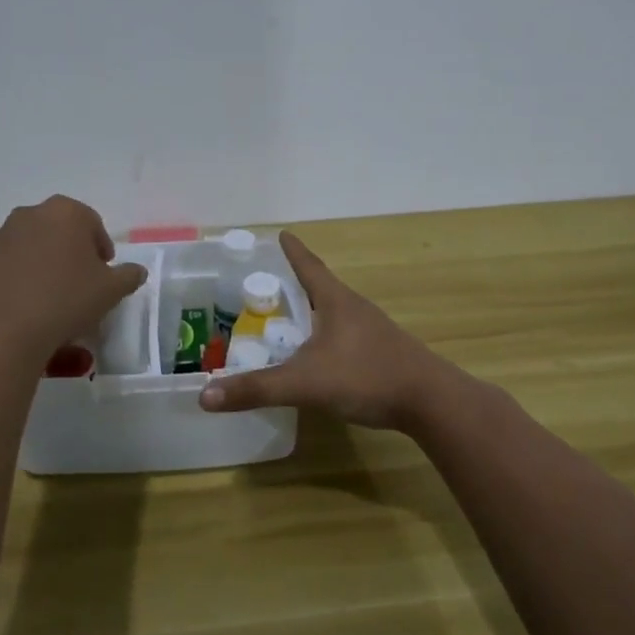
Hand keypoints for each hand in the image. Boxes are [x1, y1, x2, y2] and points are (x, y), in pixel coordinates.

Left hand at [0, 196, 147, 365]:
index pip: (92, 223)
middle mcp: (29, 215)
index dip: (102, 250)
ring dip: (43, 268)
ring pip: (31, 250)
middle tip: (80, 287)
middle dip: (71, 255)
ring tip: (51, 303)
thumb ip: (128, 276)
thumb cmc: (65, 301)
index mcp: (65, 212)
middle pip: (59, 233)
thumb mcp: (111, 291)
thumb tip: (135, 271)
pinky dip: (17, 284)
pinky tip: (24, 312)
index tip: (105, 275)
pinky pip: (6, 270)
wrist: (0, 333)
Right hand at [198, 232, 449, 431]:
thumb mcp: (305, 382)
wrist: (430, 401)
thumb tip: (205, 395)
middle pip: (322, 287)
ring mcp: (372, 330)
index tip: (282, 234)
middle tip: (271, 283)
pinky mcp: (382, 352)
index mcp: (336, 301)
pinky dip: (326, 335)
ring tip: (291, 318)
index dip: (293, 252)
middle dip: (297, 282)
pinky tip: (320, 354)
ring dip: (313, 310)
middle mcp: (354, 308)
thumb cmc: (366, 376)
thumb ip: (257, 389)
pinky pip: (346, 334)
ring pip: (335, 312)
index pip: (308, 266)